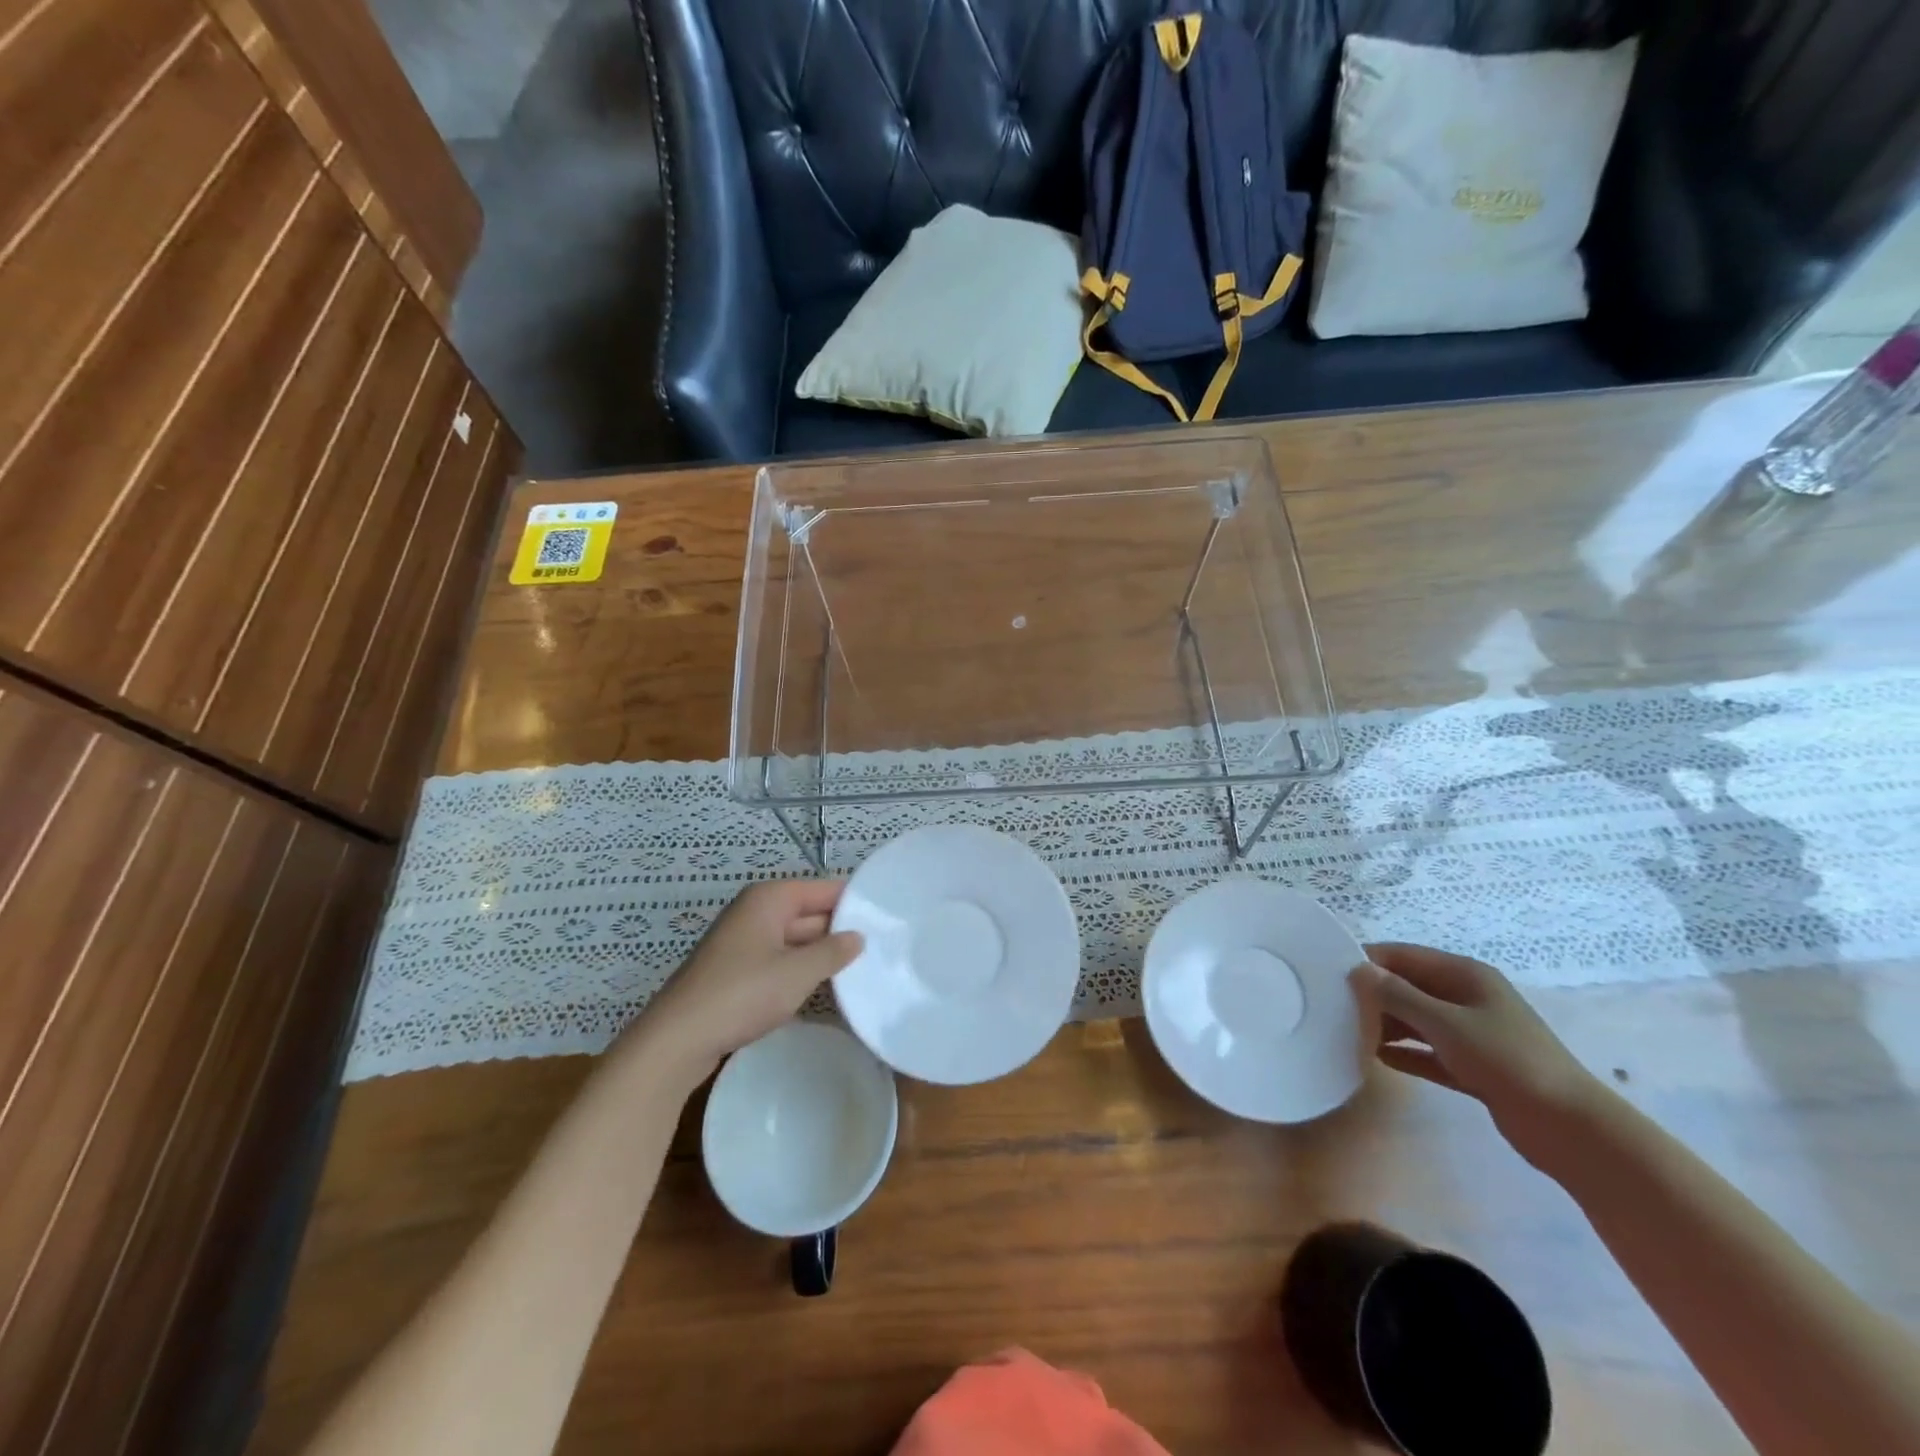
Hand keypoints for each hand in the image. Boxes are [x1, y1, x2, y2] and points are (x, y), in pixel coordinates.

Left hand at [631, 880, 863, 1077]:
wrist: (678, 1039)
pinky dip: (800, 970)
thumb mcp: (798, 972)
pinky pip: (780, 960)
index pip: (824, 889)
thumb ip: (833, 951)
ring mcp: (744, 942)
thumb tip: (858, 936)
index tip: (888, 918)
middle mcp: (756, 912)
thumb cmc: (742, 994)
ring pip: (795, 939)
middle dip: (840, 930)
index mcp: (769, 899)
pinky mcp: (737, 970)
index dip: (854, 902)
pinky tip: (824, 988)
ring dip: (821, 954)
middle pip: (809, 912)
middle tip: (883, 947)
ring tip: (862, 968)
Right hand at [1350, 943, 1606, 1166]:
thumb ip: (1398, 996)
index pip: (1404, 955)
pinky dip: (1406, 1052)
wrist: (1570, 1129)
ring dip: (1387, 1024)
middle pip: (1409, 986)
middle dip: (1374, 994)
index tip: (1329, 973)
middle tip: (1333, 1006)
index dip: (1368, 960)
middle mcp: (1467, 997)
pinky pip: (1429, 1051)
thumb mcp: (1446, 1023)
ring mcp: (1473, 1032)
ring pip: (1417, 1019)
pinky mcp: (1474, 1066)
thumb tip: (1357, 970)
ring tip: (1348, 1033)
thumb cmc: (1507, 1061)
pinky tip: (1377, 1059)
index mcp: (1465, 975)